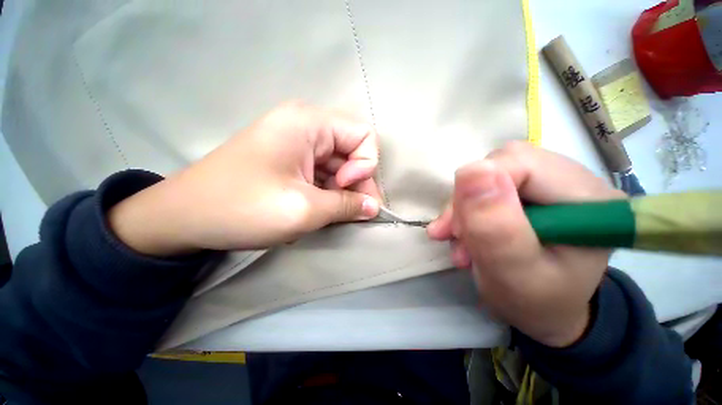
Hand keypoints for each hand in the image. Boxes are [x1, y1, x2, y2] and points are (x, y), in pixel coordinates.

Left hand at [109, 102, 381, 255]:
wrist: (183, 217)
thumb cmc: (242, 208)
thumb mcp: (304, 210)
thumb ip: (346, 207)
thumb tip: (373, 208)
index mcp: (309, 123)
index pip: (364, 135)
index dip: (365, 165)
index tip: (345, 188)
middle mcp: (306, 127)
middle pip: (352, 152)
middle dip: (356, 184)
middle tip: (351, 213)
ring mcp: (297, 145)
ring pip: (339, 167)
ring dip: (340, 193)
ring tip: (328, 216)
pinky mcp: (290, 161)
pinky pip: (322, 175)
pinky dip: (326, 194)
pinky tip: (314, 211)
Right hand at [427, 142, 624, 346]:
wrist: (540, 309)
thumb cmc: (534, 302)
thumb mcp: (512, 273)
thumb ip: (494, 225)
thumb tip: (470, 170)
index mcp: (589, 200)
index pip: (521, 163)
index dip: (479, 189)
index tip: (457, 227)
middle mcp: (574, 180)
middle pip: (503, 164)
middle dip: (468, 200)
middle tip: (457, 235)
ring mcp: (550, 183)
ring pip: (489, 174)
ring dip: (465, 208)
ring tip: (459, 242)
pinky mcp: (528, 190)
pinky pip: (486, 185)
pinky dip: (466, 209)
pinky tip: (462, 234)